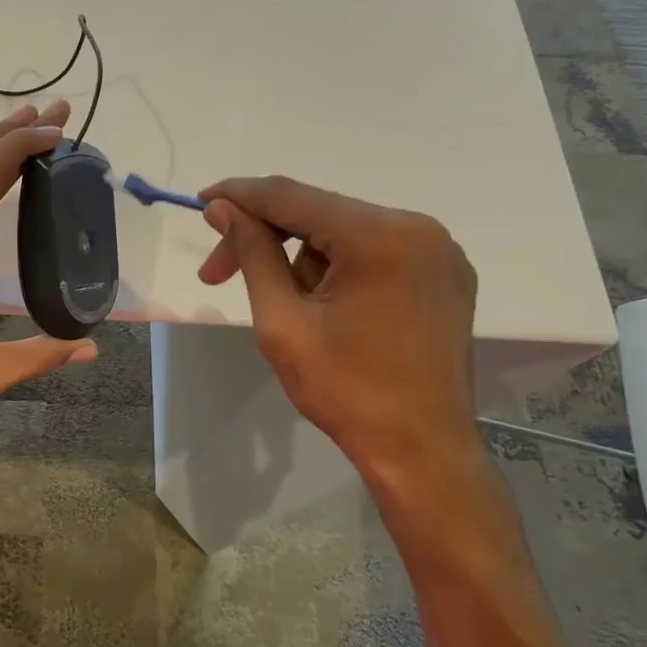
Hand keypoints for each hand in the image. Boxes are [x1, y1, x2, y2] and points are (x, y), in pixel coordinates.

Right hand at [198, 176, 481, 491]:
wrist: (421, 451)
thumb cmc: (346, 391)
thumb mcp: (283, 322)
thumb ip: (253, 255)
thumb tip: (223, 208)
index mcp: (379, 236)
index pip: (292, 196)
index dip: (240, 196)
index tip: (201, 202)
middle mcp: (417, 228)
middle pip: (320, 213)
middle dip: (267, 239)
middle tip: (217, 275)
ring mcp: (438, 251)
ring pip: (345, 234)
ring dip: (305, 262)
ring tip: (294, 314)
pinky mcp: (445, 274)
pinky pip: (376, 252)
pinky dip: (340, 268)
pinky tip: (328, 307)